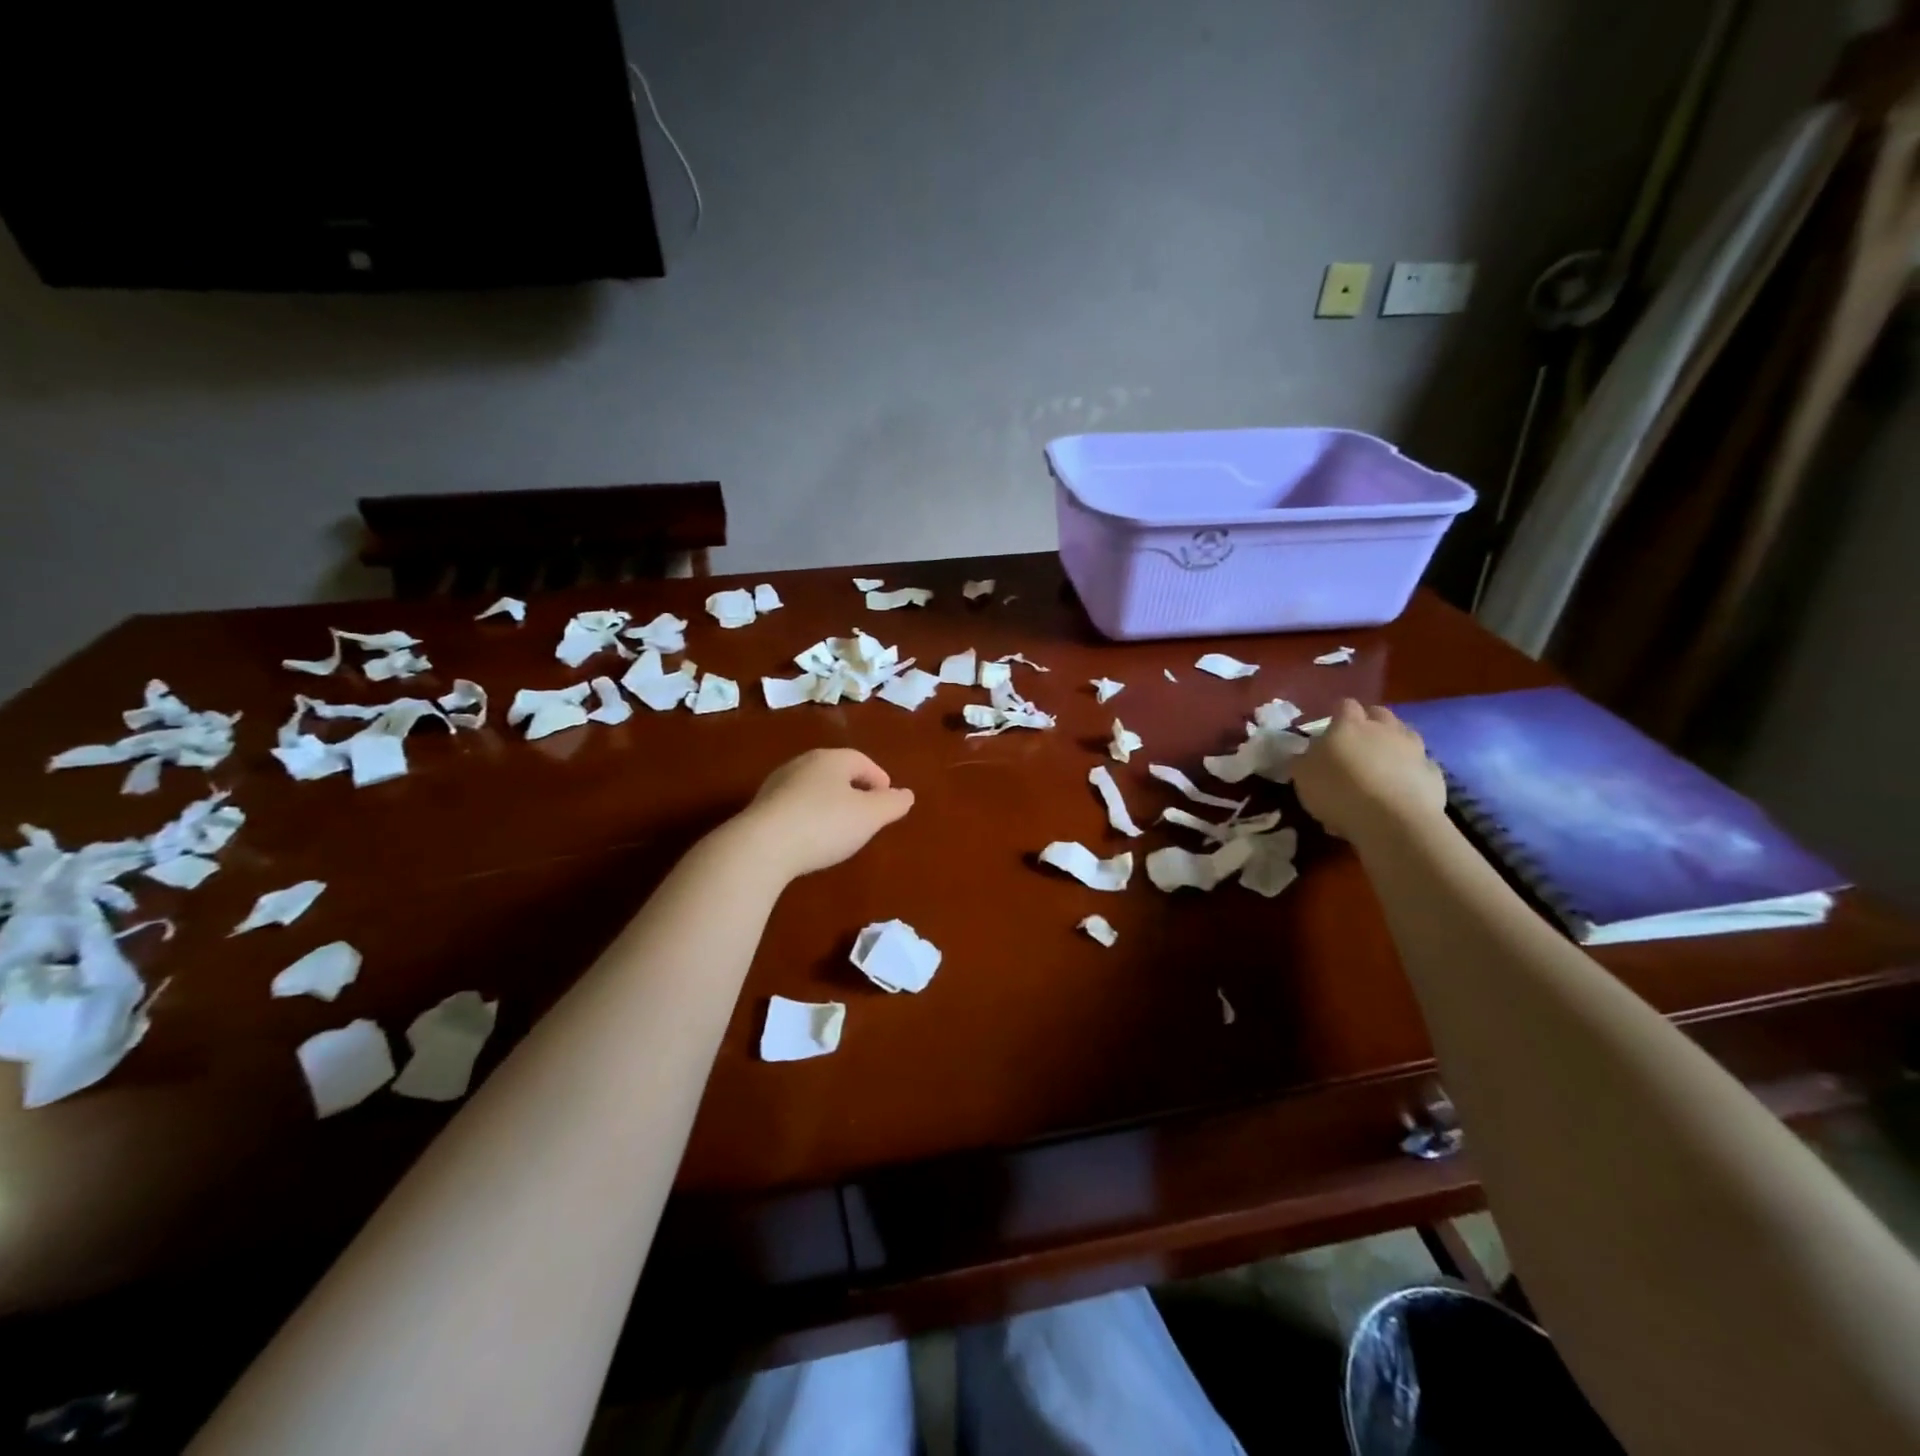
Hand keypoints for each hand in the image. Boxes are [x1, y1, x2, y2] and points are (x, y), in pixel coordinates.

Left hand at [732, 748, 914, 880]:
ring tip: (838, 829)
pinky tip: (809, 839)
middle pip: (836, 772)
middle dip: (854, 790)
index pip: (863, 761)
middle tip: (866, 815)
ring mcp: (777, 784)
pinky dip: (807, 817)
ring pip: (813, 789)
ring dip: (829, 804)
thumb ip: (892, 804)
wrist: (761, 847)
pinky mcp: (760, 808)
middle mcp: (802, 764)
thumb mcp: (870, 816)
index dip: (879, 780)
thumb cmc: (825, 824)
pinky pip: (793, 807)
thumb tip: (906, 795)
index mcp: (832, 759)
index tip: (887, 803)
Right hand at [1292, 699, 1446, 842]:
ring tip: (1381, 765)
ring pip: (1405, 735)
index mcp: (1350, 724)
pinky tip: (1400, 789)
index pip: (1344, 705)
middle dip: (1369, 723)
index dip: (1337, 714)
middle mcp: (1385, 729)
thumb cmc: (1338, 792)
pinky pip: (1420, 765)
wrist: (1393, 821)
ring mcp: (1414, 749)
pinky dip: (1410, 771)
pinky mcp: (1434, 773)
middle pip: (1379, 713)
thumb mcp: (1302, 776)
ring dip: (1393, 744)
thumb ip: (1303, 759)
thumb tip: (1305, 753)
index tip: (1328, 729)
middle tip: (1356, 744)